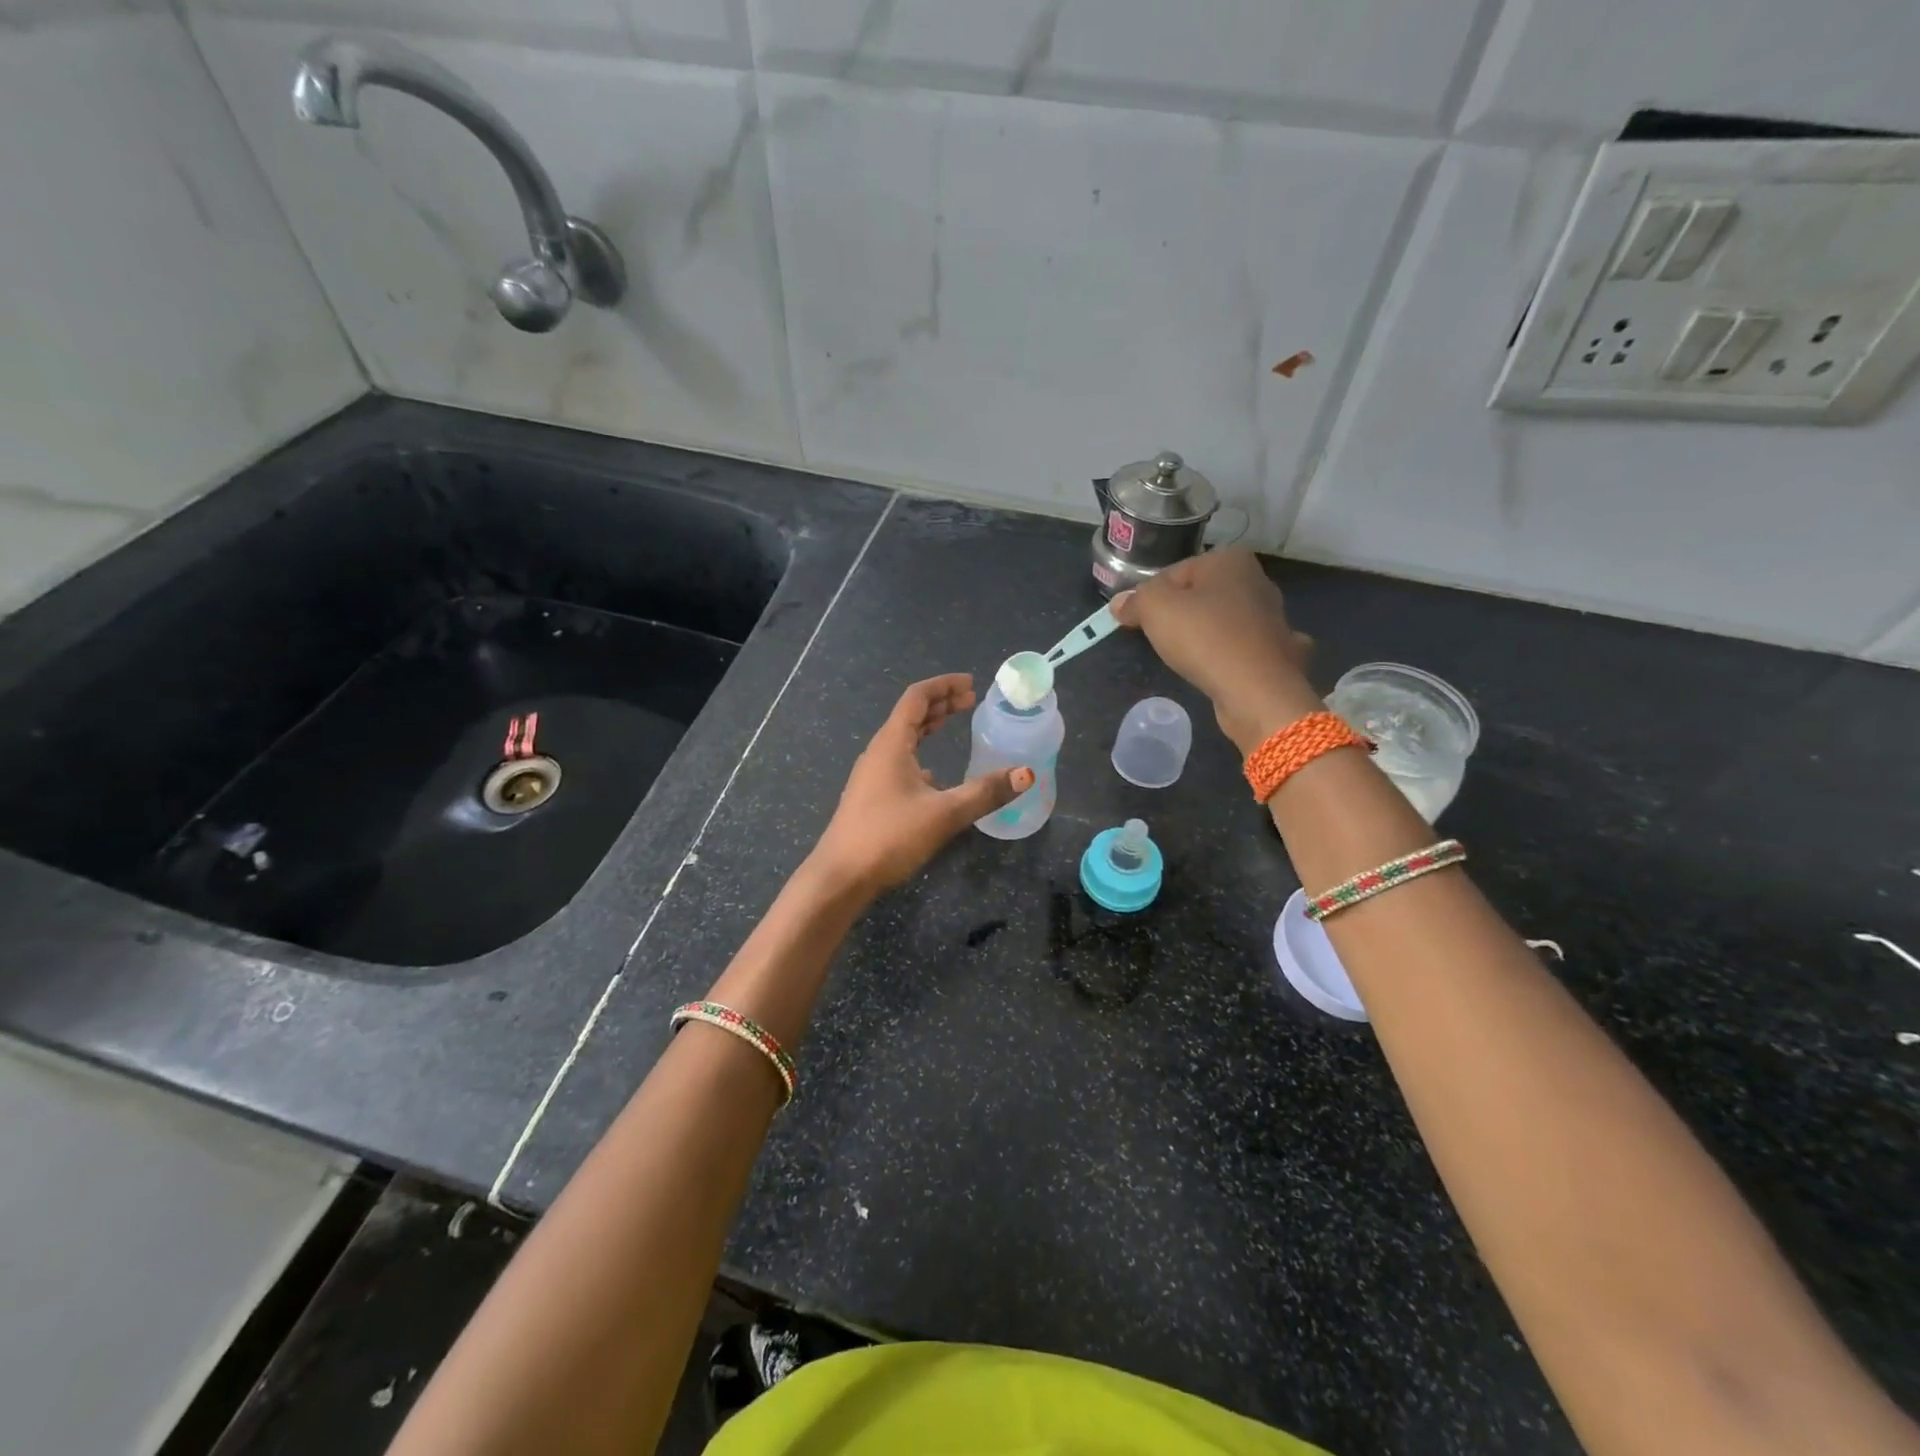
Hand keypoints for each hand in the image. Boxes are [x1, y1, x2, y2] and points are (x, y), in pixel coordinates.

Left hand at [809, 674, 1030, 897]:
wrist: (840, 877)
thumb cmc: (889, 836)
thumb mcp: (944, 813)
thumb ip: (985, 792)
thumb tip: (1026, 774)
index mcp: (891, 743)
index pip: (917, 698)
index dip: (944, 685)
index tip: (971, 684)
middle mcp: (878, 752)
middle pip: (910, 715)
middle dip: (941, 704)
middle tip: (970, 701)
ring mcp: (871, 775)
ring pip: (903, 739)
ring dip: (929, 727)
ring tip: (954, 725)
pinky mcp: (871, 797)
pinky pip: (898, 762)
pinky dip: (920, 755)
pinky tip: (934, 775)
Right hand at [1111, 549, 1320, 753]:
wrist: (1256, 690)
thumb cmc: (1204, 637)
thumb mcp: (1154, 608)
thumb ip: (1135, 600)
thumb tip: (1120, 604)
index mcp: (1230, 560)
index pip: (1174, 573)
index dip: (1150, 597)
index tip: (1137, 622)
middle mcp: (1257, 581)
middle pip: (1200, 596)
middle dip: (1179, 615)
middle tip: (1160, 640)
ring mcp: (1274, 618)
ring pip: (1224, 622)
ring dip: (1206, 635)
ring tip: (1188, 659)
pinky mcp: (1280, 652)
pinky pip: (1244, 649)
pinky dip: (1233, 657)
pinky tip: (1223, 670)